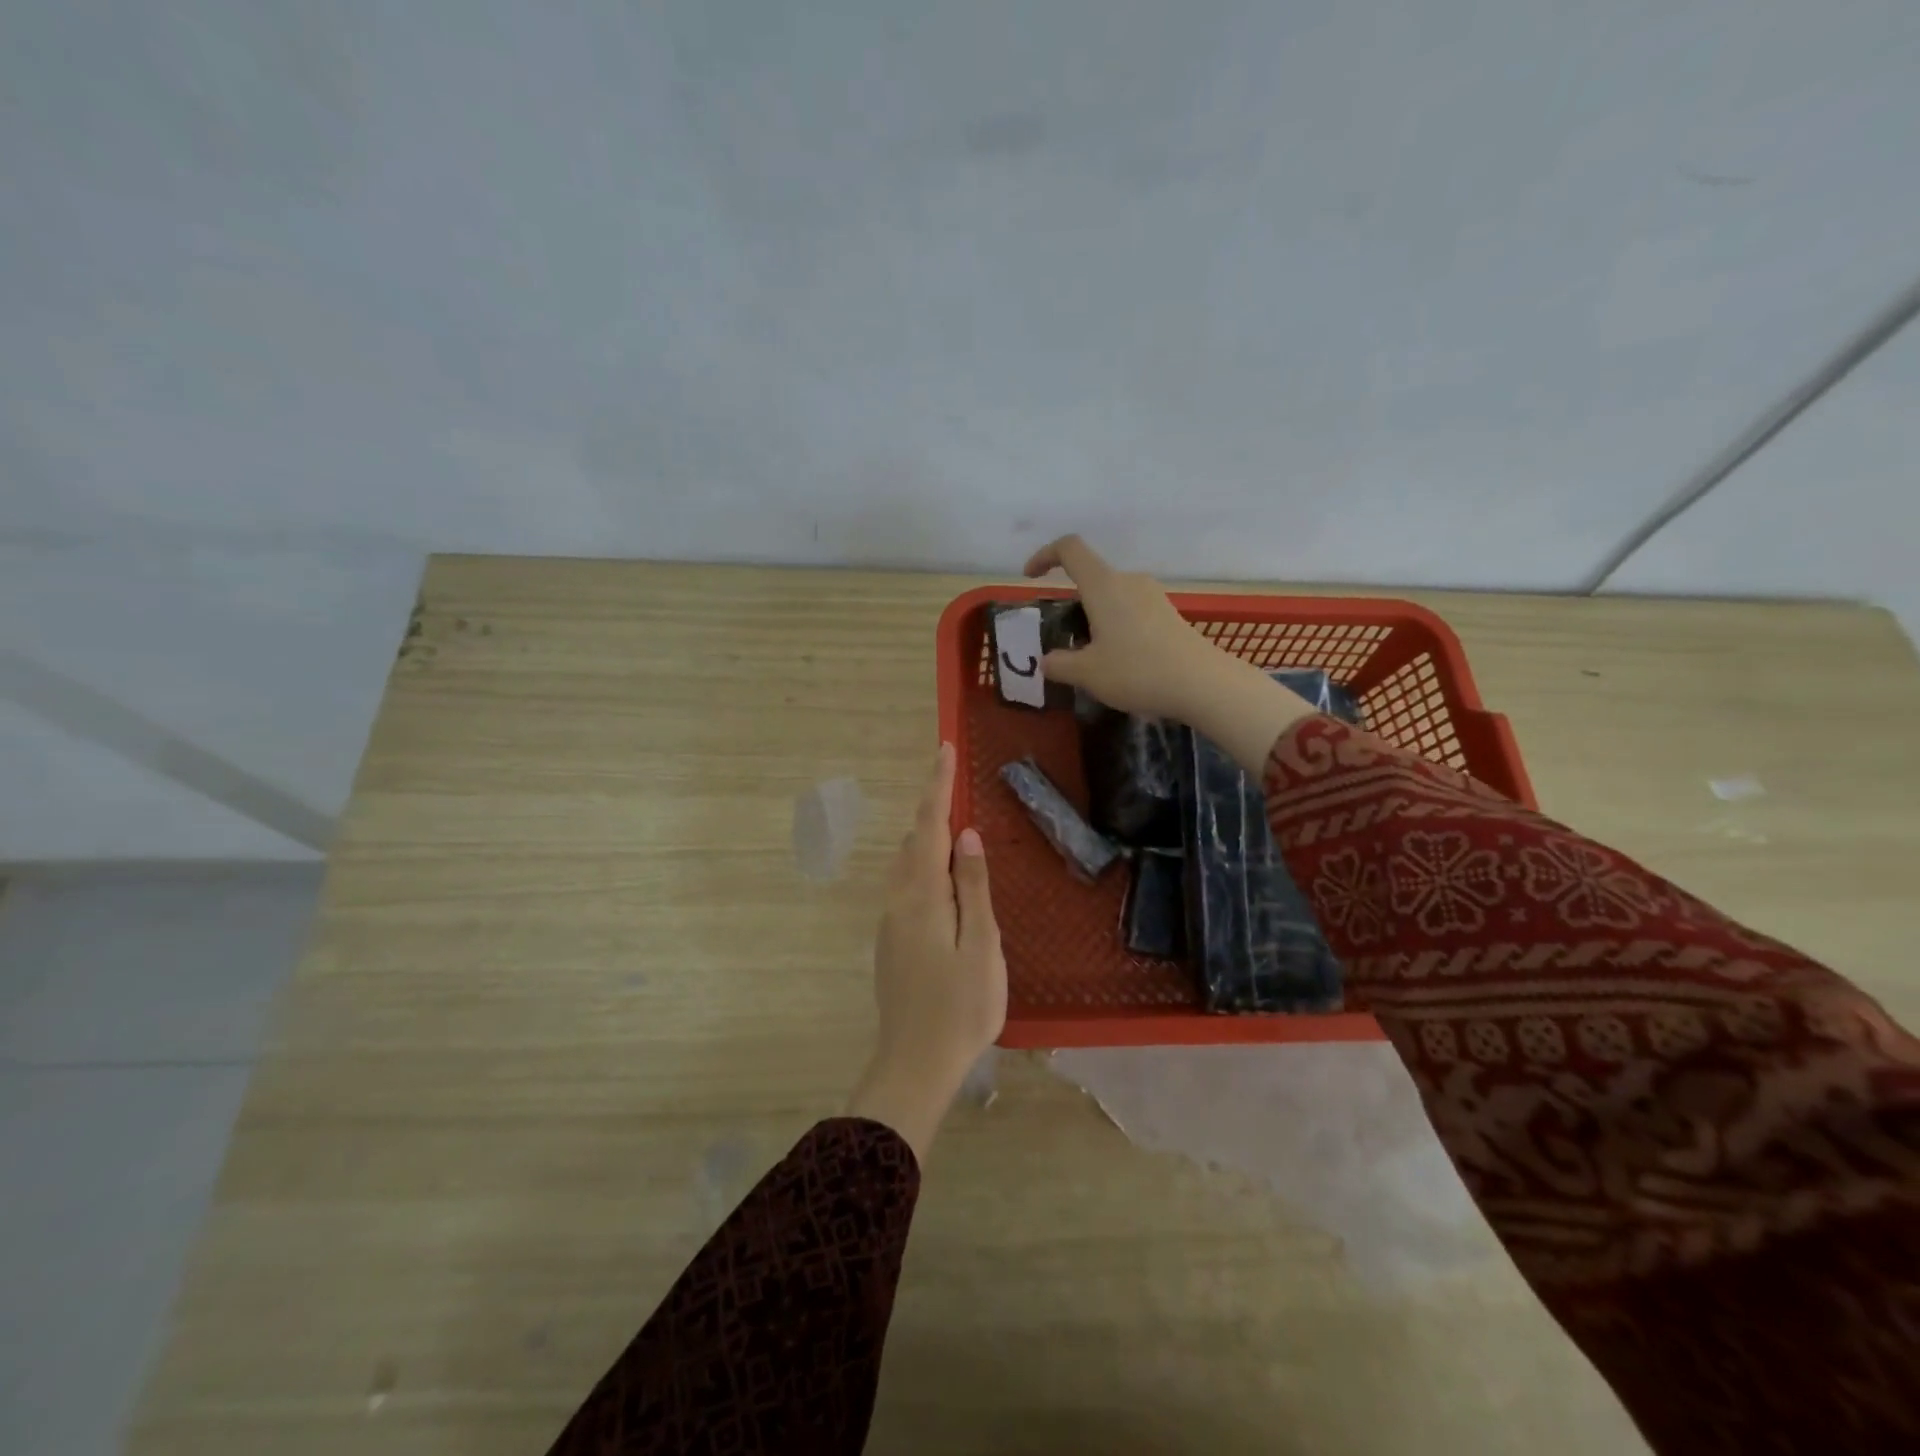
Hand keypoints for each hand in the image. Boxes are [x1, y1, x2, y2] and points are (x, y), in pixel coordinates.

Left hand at [847, 743, 1005, 1162]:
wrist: (914, 1065)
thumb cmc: (961, 1007)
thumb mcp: (982, 946)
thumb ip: (974, 888)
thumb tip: (967, 836)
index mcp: (922, 896)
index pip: (929, 827)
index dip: (937, 787)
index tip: (943, 749)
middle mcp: (898, 901)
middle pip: (913, 842)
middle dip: (934, 811)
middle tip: (957, 787)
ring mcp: (890, 923)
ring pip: (907, 865)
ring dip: (928, 841)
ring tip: (957, 833)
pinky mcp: (891, 942)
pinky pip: (907, 888)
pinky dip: (925, 869)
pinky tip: (946, 884)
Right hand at [1023, 535, 1313, 772]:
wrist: (1202, 684)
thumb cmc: (1137, 671)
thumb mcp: (1087, 674)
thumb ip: (1059, 664)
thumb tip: (1047, 661)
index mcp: (1103, 585)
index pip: (1069, 549)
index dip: (1045, 556)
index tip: (1031, 578)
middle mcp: (1128, 581)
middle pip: (1091, 577)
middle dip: (1071, 603)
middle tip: (1064, 640)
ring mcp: (1152, 596)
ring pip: (1112, 597)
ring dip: (1095, 619)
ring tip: (1092, 658)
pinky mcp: (1168, 614)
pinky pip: (1131, 611)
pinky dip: (1116, 628)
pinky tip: (1120, 662)